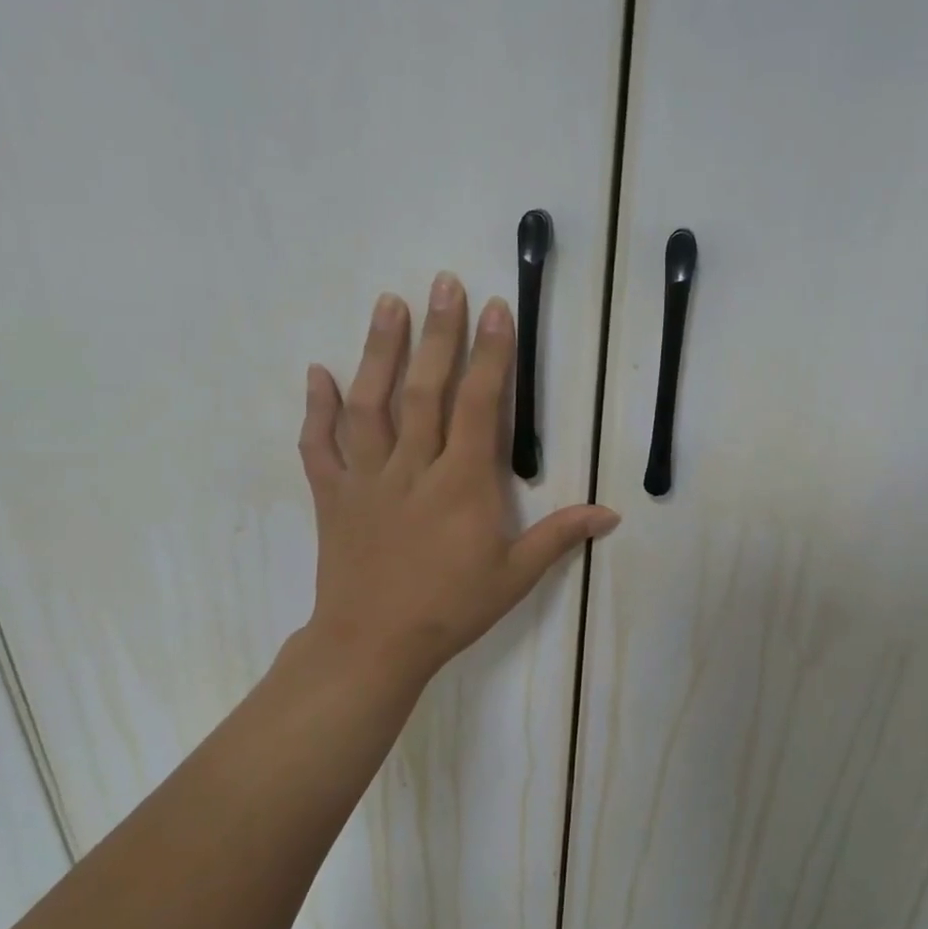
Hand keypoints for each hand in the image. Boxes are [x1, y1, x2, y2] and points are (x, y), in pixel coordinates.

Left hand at [295, 272, 619, 693]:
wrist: (373, 646)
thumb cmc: (451, 608)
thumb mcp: (515, 576)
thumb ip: (559, 536)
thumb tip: (611, 514)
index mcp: (462, 483)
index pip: (480, 405)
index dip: (490, 354)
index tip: (495, 309)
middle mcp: (413, 468)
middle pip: (425, 389)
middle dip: (439, 333)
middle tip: (443, 282)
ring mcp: (367, 479)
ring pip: (371, 404)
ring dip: (378, 351)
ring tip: (388, 303)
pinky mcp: (333, 496)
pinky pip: (319, 446)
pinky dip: (316, 408)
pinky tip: (317, 371)